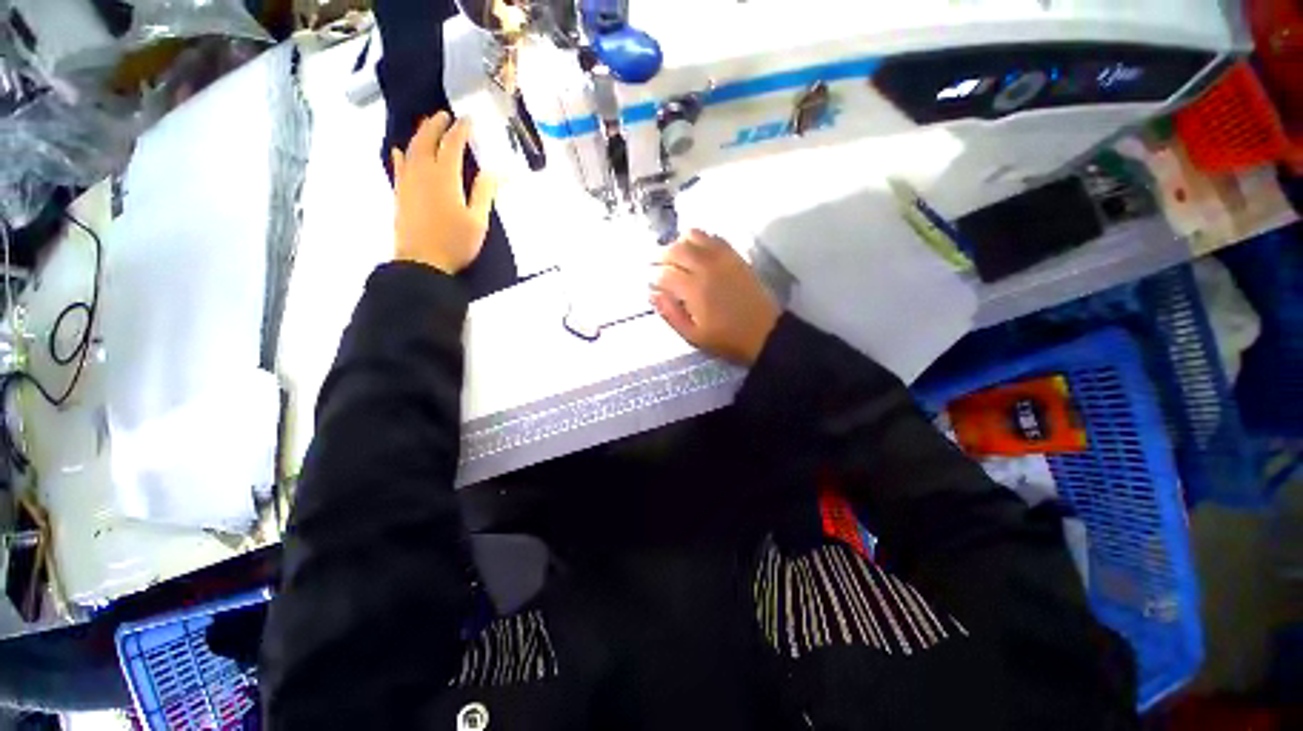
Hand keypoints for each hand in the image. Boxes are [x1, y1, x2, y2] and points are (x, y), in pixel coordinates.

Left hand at [390, 112, 496, 273]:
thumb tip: (494, 171)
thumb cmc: (455, 243)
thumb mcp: (478, 221)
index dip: (460, 130)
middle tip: (445, 115)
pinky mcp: (400, 194)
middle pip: (427, 140)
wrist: (422, 262)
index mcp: (445, 177)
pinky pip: (398, 166)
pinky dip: (401, 155)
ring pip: (411, 149)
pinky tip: (400, 150)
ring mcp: (408, 182)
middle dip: (436, 125)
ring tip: (427, 127)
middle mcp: (423, 172)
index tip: (468, 119)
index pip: (452, 144)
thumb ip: (484, 193)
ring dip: (419, 135)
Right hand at [651, 230, 780, 364]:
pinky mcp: (735, 256)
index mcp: (694, 290)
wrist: (765, 333)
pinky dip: (699, 239)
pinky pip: (713, 237)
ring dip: (678, 243)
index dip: (653, 277)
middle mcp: (706, 268)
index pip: (664, 273)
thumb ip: (670, 314)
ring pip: (693, 236)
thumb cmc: (726, 339)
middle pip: (675, 249)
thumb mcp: (693, 336)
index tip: (651, 284)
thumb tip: (653, 294)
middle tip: (655, 266)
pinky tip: (696, 252)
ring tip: (674, 257)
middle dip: (660, 256)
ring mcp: (722, 258)